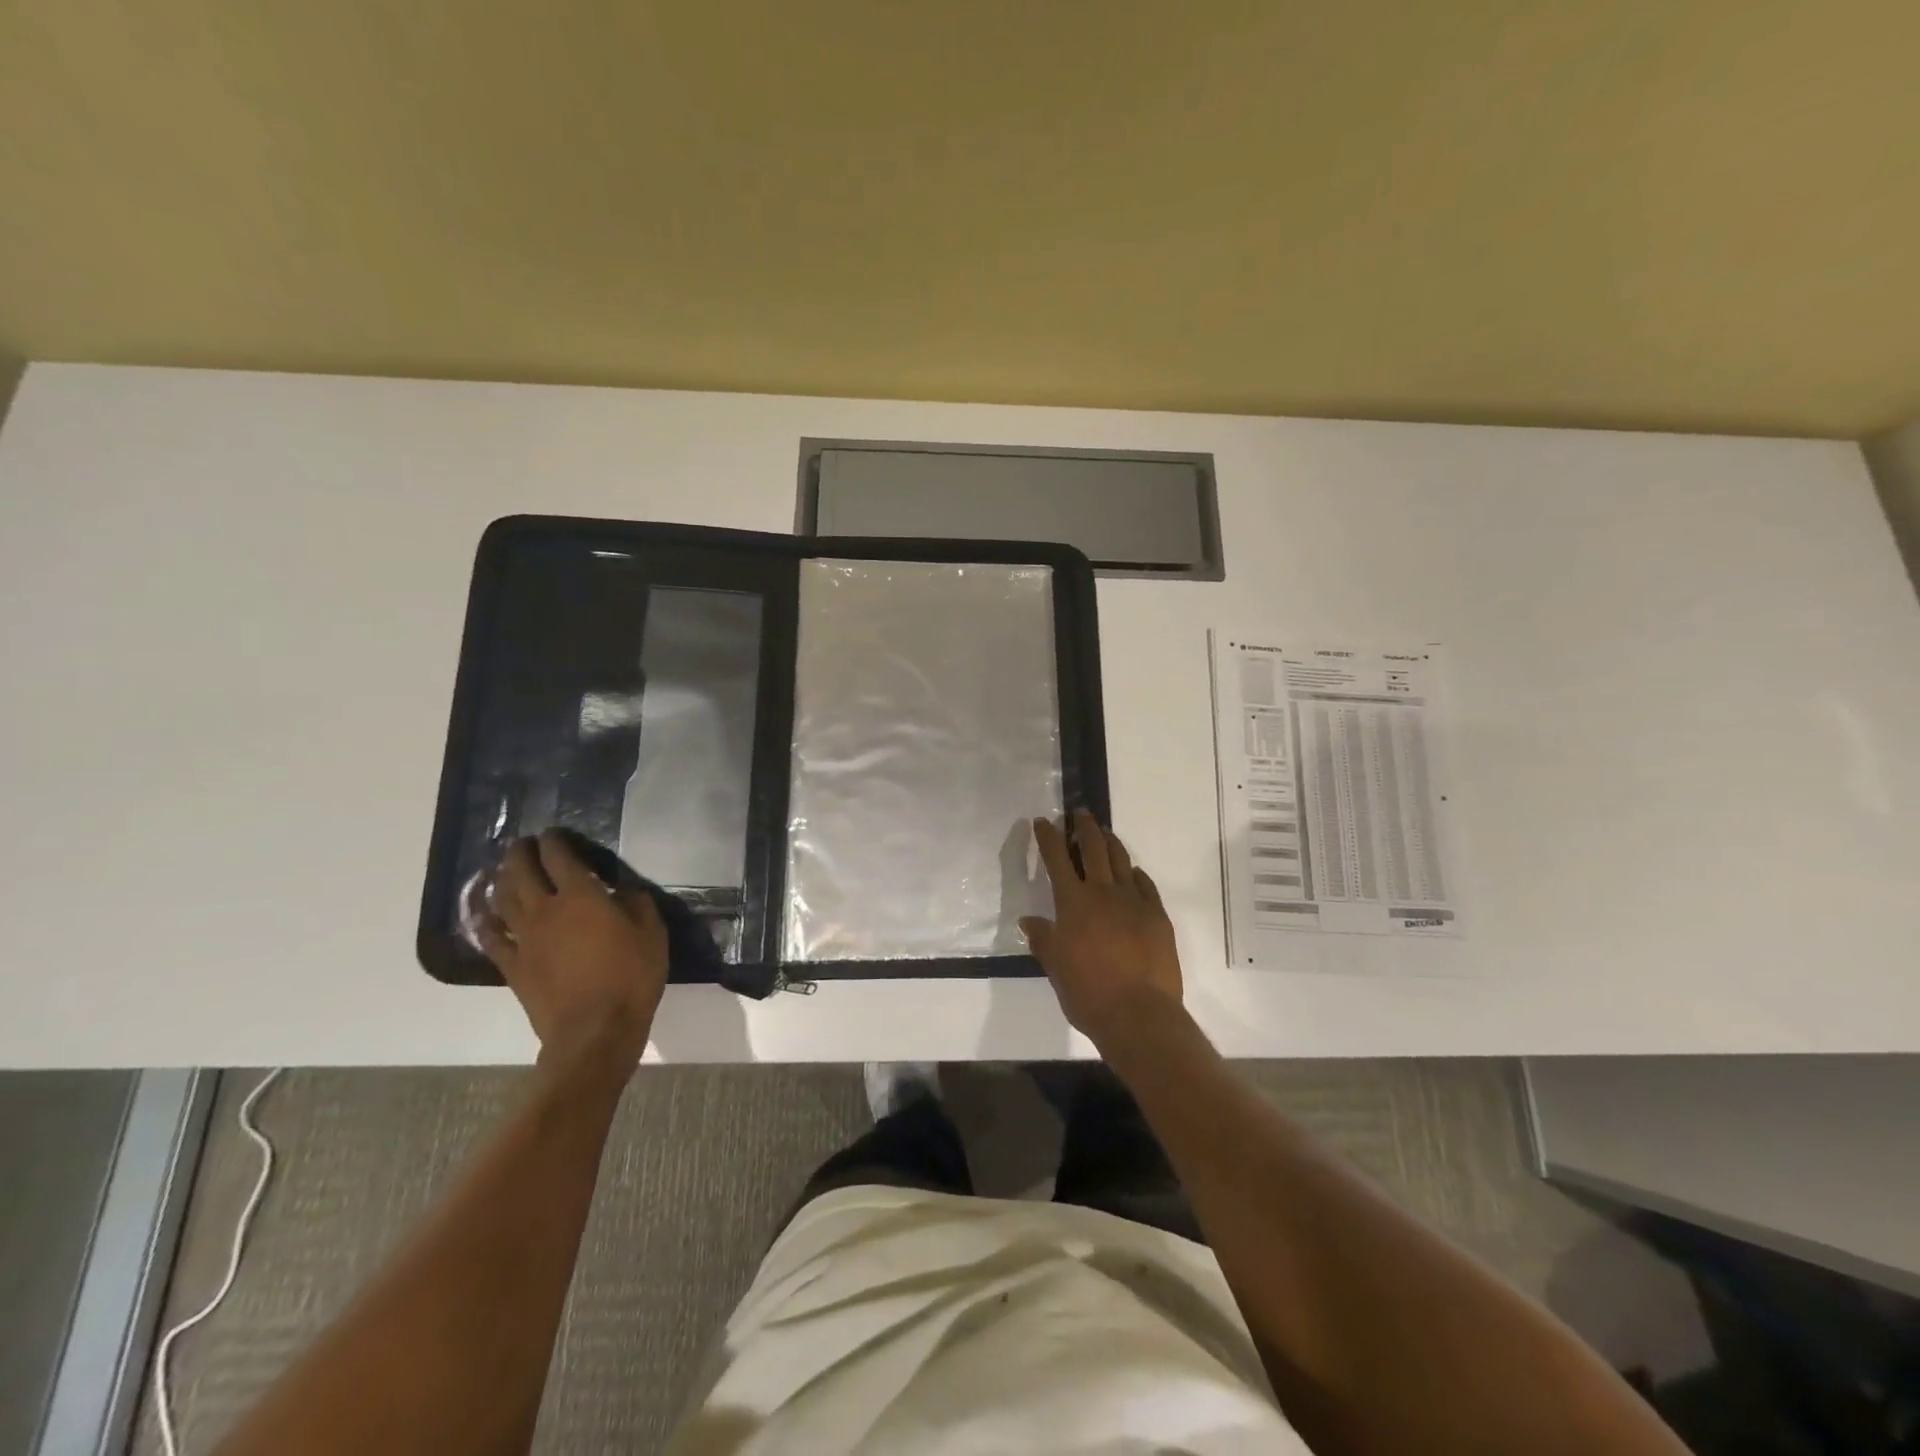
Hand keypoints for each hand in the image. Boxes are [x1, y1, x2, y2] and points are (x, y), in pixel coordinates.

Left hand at [479, 831, 668, 1072]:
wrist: (595, 1031)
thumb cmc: (631, 977)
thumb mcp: (652, 933)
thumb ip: (636, 903)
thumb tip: (621, 890)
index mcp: (582, 896)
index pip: (561, 857)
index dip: (555, 841)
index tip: (554, 833)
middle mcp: (546, 910)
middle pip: (523, 872)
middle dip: (521, 853)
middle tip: (523, 844)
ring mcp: (524, 939)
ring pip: (503, 899)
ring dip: (502, 880)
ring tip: (503, 870)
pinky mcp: (512, 966)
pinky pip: (491, 938)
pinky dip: (485, 921)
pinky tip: (484, 914)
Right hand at [1021, 810, 1183, 1045]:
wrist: (1138, 1014)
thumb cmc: (1087, 993)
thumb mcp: (1055, 967)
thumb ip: (1043, 939)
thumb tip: (1029, 921)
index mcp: (1073, 902)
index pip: (1056, 858)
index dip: (1048, 836)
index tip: (1043, 821)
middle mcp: (1103, 892)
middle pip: (1093, 847)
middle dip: (1083, 826)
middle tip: (1079, 813)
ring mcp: (1134, 901)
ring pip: (1121, 859)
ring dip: (1110, 841)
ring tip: (1104, 833)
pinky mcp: (1157, 915)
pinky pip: (1145, 884)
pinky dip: (1135, 874)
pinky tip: (1132, 873)